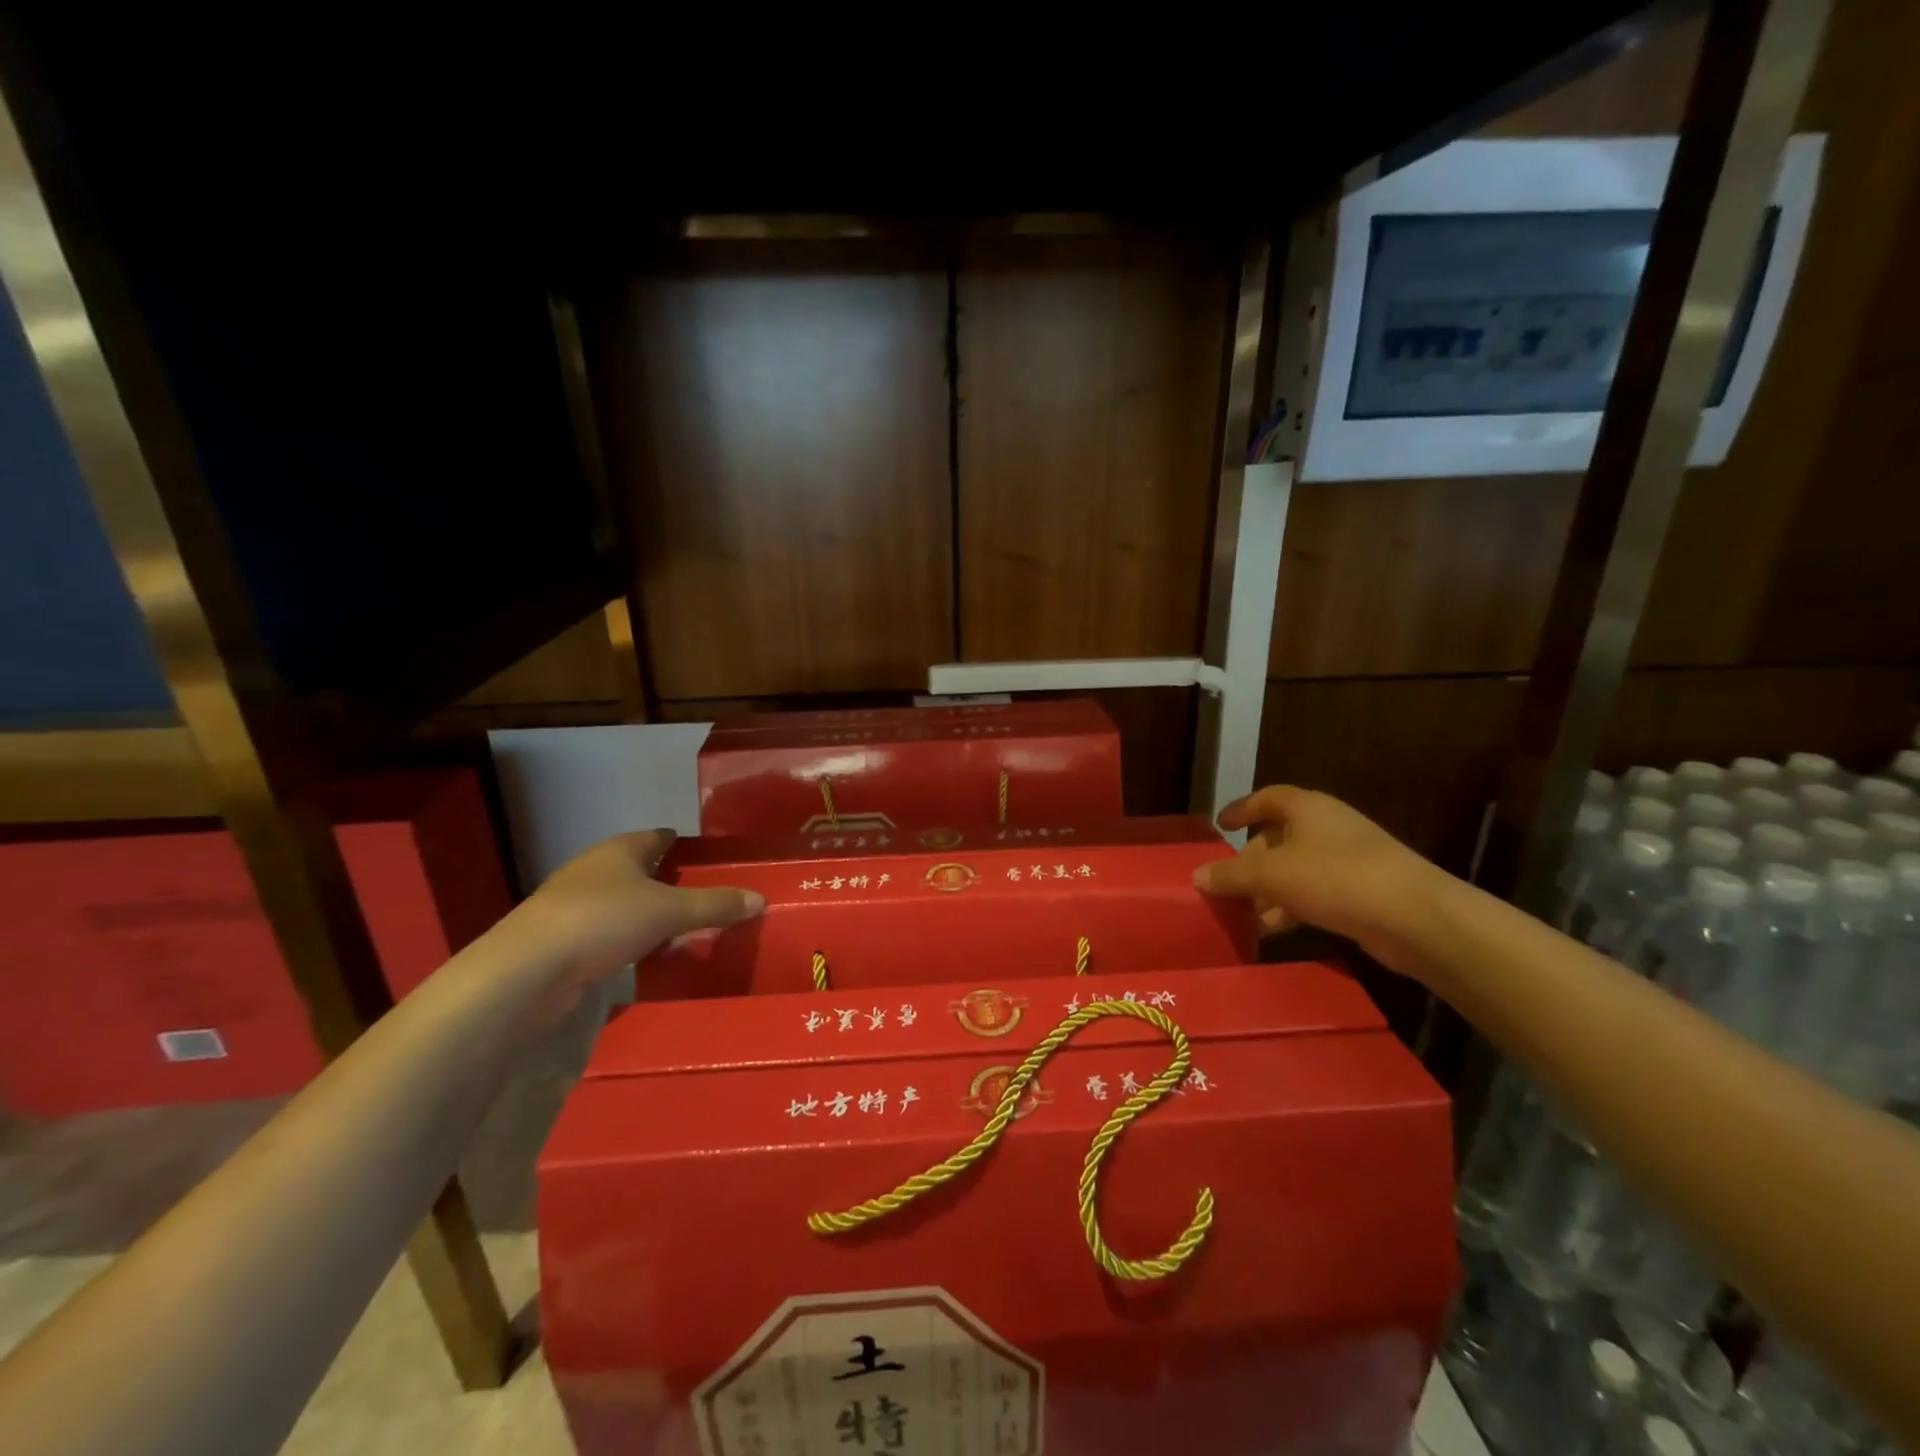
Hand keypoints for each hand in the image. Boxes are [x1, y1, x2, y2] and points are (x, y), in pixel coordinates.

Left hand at [507, 830, 763, 1002]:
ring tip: (683, 930)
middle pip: (639, 870)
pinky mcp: (562, 942)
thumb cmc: (603, 921)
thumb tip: (760, 898)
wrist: (528, 971)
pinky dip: (629, 941)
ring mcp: (573, 907)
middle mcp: (595, 871)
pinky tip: (647, 957)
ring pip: (623, 904)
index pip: (658, 837)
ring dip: (648, 915)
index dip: (682, 844)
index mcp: (620, 850)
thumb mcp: (671, 911)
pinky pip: (608, 935)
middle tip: (705, 896)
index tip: (706, 857)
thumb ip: (715, 905)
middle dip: (668, 881)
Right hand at [1192, 786, 1452, 978]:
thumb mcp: (1271, 875)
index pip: (1267, 798)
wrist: (1414, 916)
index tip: (1220, 825)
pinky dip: (1292, 907)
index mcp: (1307, 809)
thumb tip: (1197, 876)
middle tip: (1228, 883)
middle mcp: (1328, 827)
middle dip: (1251, 861)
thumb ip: (1231, 875)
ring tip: (1245, 915)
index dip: (1242, 809)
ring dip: (1270, 890)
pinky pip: (1316, 893)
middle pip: (1279, 837)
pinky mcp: (1363, 891)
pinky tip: (1274, 930)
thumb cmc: (1334, 878)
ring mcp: (1349, 859)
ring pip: (1296, 869)